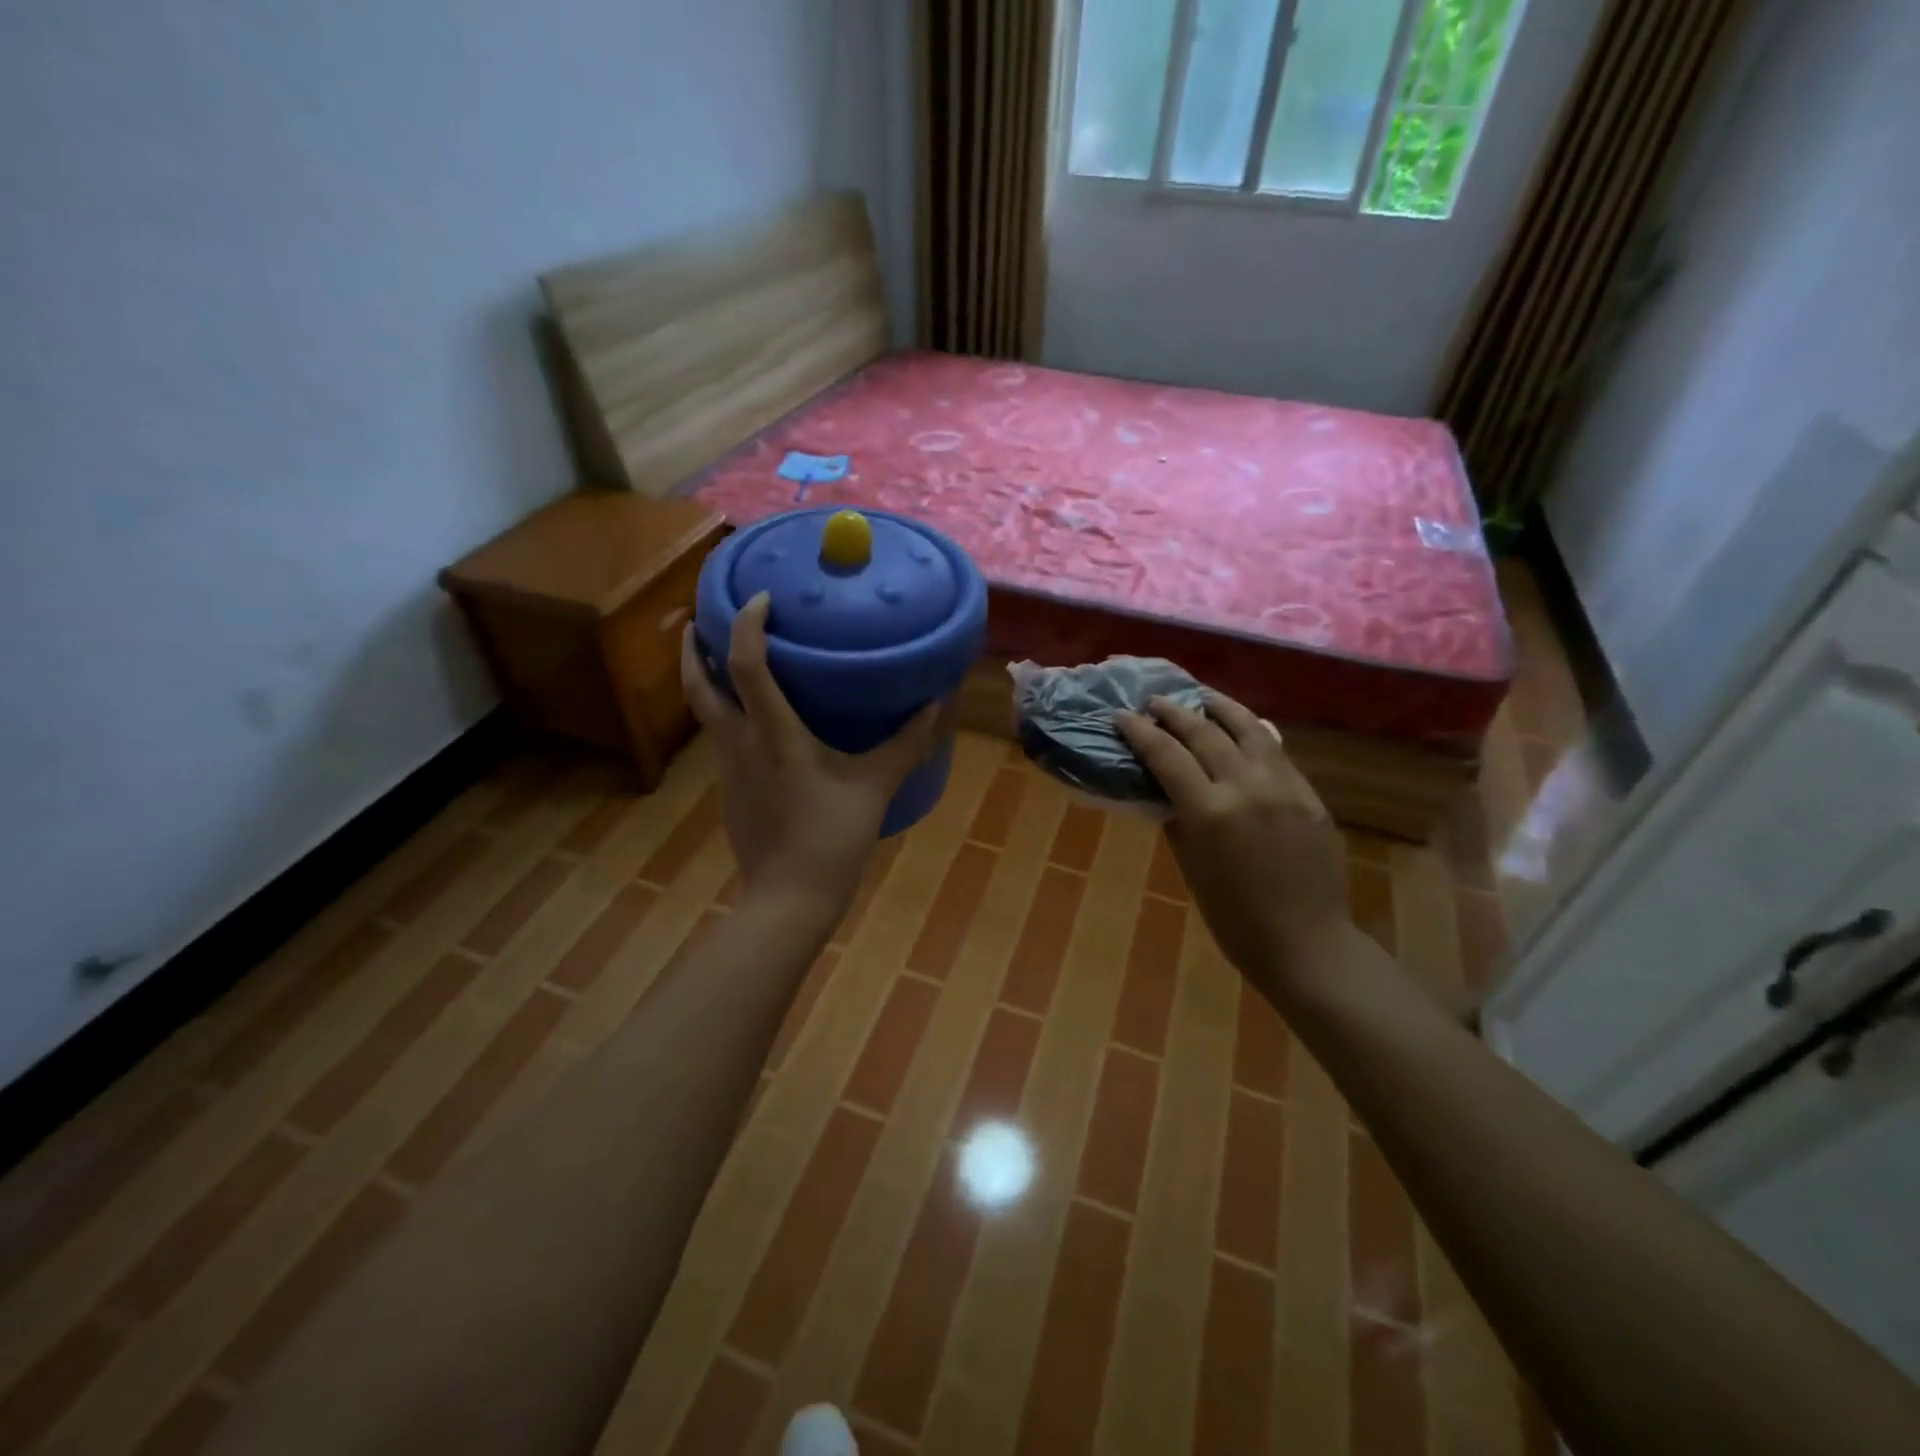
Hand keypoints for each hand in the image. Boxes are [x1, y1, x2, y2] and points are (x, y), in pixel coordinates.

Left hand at [681, 593, 942, 928]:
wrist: (787, 899)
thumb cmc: (831, 839)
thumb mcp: (875, 788)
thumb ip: (906, 743)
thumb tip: (936, 703)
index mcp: (773, 734)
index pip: (746, 664)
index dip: (747, 624)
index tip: (760, 597)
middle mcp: (739, 742)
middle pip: (698, 683)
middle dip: (695, 646)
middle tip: (702, 617)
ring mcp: (726, 768)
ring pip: (702, 710)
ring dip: (705, 677)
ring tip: (723, 657)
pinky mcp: (727, 789)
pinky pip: (718, 736)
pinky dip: (724, 712)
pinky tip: (750, 720)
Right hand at [1116, 693, 1352, 991]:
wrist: (1306, 943)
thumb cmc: (1234, 918)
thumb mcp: (1192, 867)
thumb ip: (1178, 819)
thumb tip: (1165, 788)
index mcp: (1210, 812)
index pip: (1167, 755)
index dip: (1140, 731)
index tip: (1122, 716)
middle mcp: (1247, 788)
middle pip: (1205, 733)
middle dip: (1174, 712)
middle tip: (1154, 701)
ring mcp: (1284, 787)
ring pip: (1249, 729)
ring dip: (1221, 707)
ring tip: (1201, 696)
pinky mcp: (1310, 795)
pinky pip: (1277, 752)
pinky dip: (1254, 733)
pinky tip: (1244, 727)